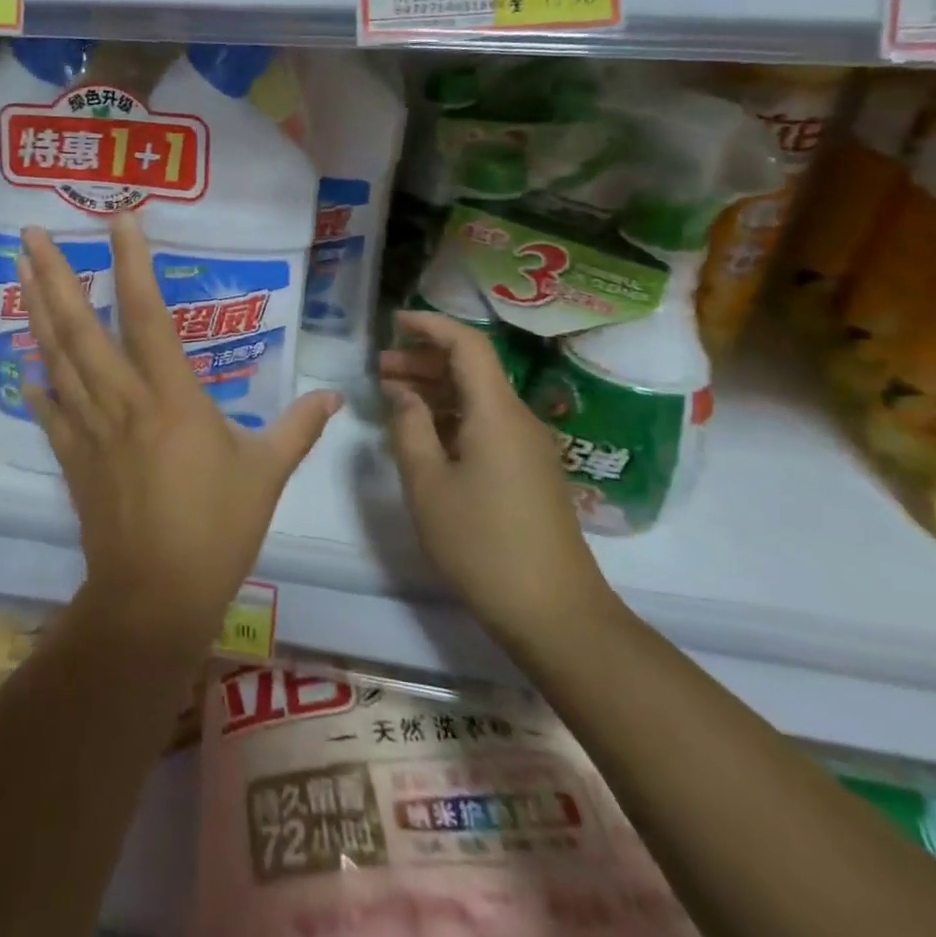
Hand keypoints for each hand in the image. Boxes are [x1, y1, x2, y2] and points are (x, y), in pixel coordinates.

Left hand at [19, 216, 341, 652]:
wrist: (156, 597)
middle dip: (55, 276)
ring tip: (18, 272)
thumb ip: (298, 427)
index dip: (133, 264)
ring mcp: (90, 429)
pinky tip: (25, 363)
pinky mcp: (72, 458)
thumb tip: (336, 395)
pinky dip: (37, 383)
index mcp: (172, 397)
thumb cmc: (217, 530)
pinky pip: (50, 411)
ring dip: (36, 312)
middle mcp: (123, 401)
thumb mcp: (267, 474)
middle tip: (30, 234)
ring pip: (57, 358)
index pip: (148, 315)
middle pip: (82, 328)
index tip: (120, 221)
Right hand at [379, 311, 617, 648]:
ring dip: (435, 390)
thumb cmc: (482, 544)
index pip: (467, 345)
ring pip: (477, 398)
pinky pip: (485, 425)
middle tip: (379, 367)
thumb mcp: (428, 484)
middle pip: (471, 369)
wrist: (556, 614)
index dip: (430, 325)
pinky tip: (422, 433)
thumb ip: (409, 428)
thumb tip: (402, 393)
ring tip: (391, 395)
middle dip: (424, 360)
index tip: (394, 321)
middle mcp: (517, 419)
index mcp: (496, 413)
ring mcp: (527, 447)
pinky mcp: (528, 472)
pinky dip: (451, 416)